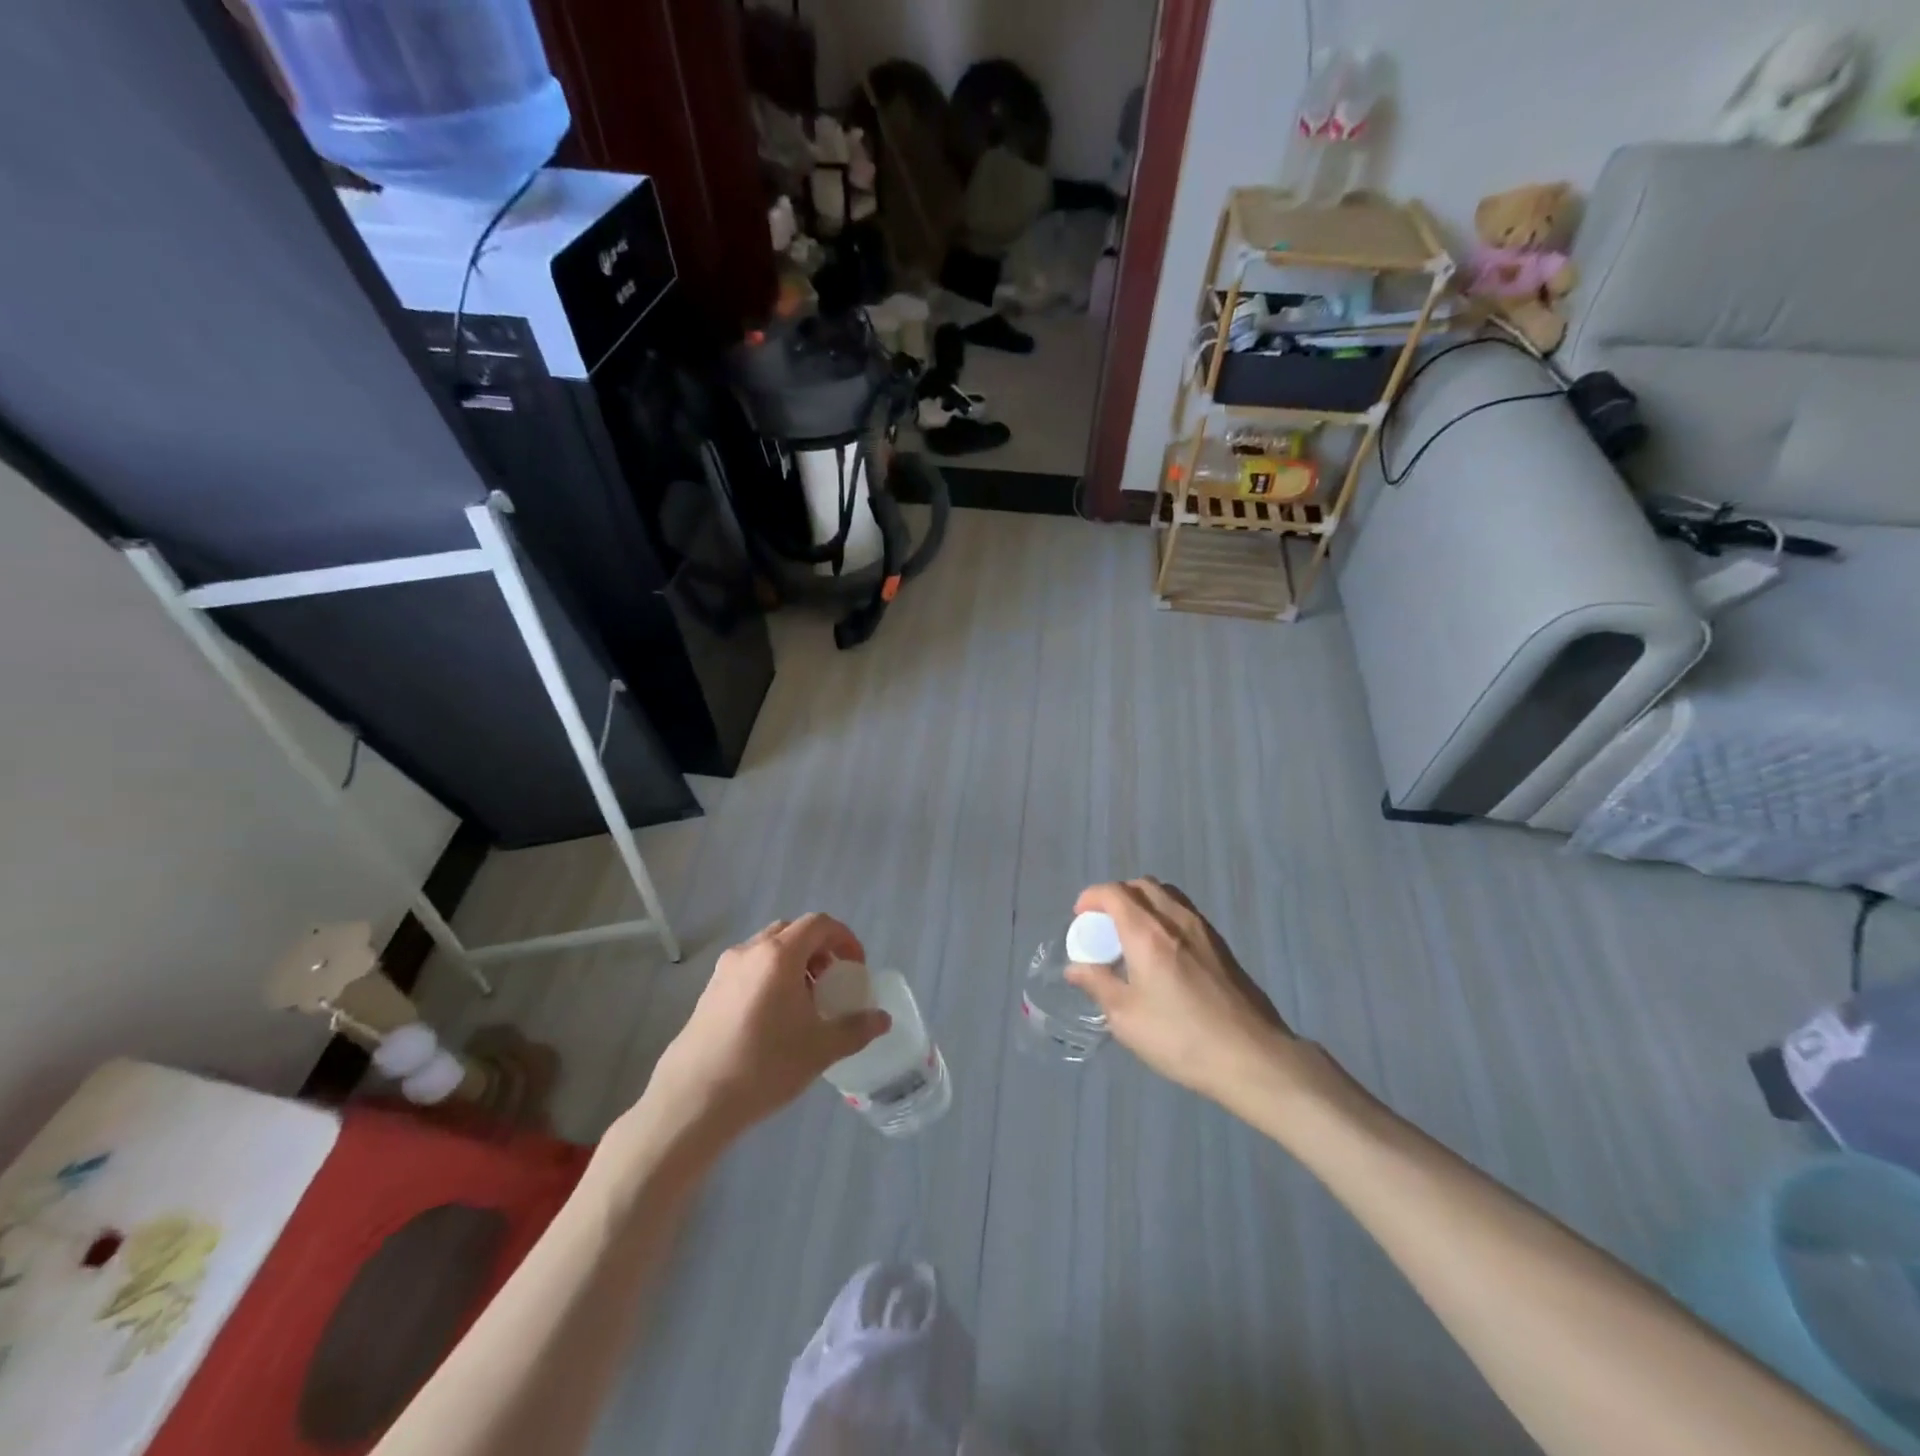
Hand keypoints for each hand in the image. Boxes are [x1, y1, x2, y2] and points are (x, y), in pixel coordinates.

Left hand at [646, 914, 890, 1143]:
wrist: (692, 1101)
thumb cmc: (763, 1066)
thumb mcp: (820, 1049)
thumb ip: (856, 1029)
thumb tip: (883, 1019)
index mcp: (779, 955)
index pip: (819, 924)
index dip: (844, 938)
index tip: (856, 968)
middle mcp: (749, 952)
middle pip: (792, 931)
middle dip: (819, 949)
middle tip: (831, 981)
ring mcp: (724, 971)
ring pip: (767, 949)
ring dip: (793, 963)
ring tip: (804, 1003)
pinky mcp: (708, 993)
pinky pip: (748, 969)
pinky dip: (769, 977)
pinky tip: (773, 1019)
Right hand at [1066, 879, 1296, 1104]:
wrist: (1253, 1057)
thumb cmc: (1181, 1038)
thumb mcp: (1127, 1018)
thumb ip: (1098, 985)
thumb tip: (1076, 968)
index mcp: (1147, 933)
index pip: (1114, 893)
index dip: (1091, 897)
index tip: (1080, 917)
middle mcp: (1176, 920)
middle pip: (1142, 885)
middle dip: (1116, 896)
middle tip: (1103, 925)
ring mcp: (1203, 930)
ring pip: (1167, 895)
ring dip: (1142, 903)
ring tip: (1131, 935)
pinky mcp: (1222, 946)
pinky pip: (1184, 913)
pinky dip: (1164, 916)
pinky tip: (1162, 952)